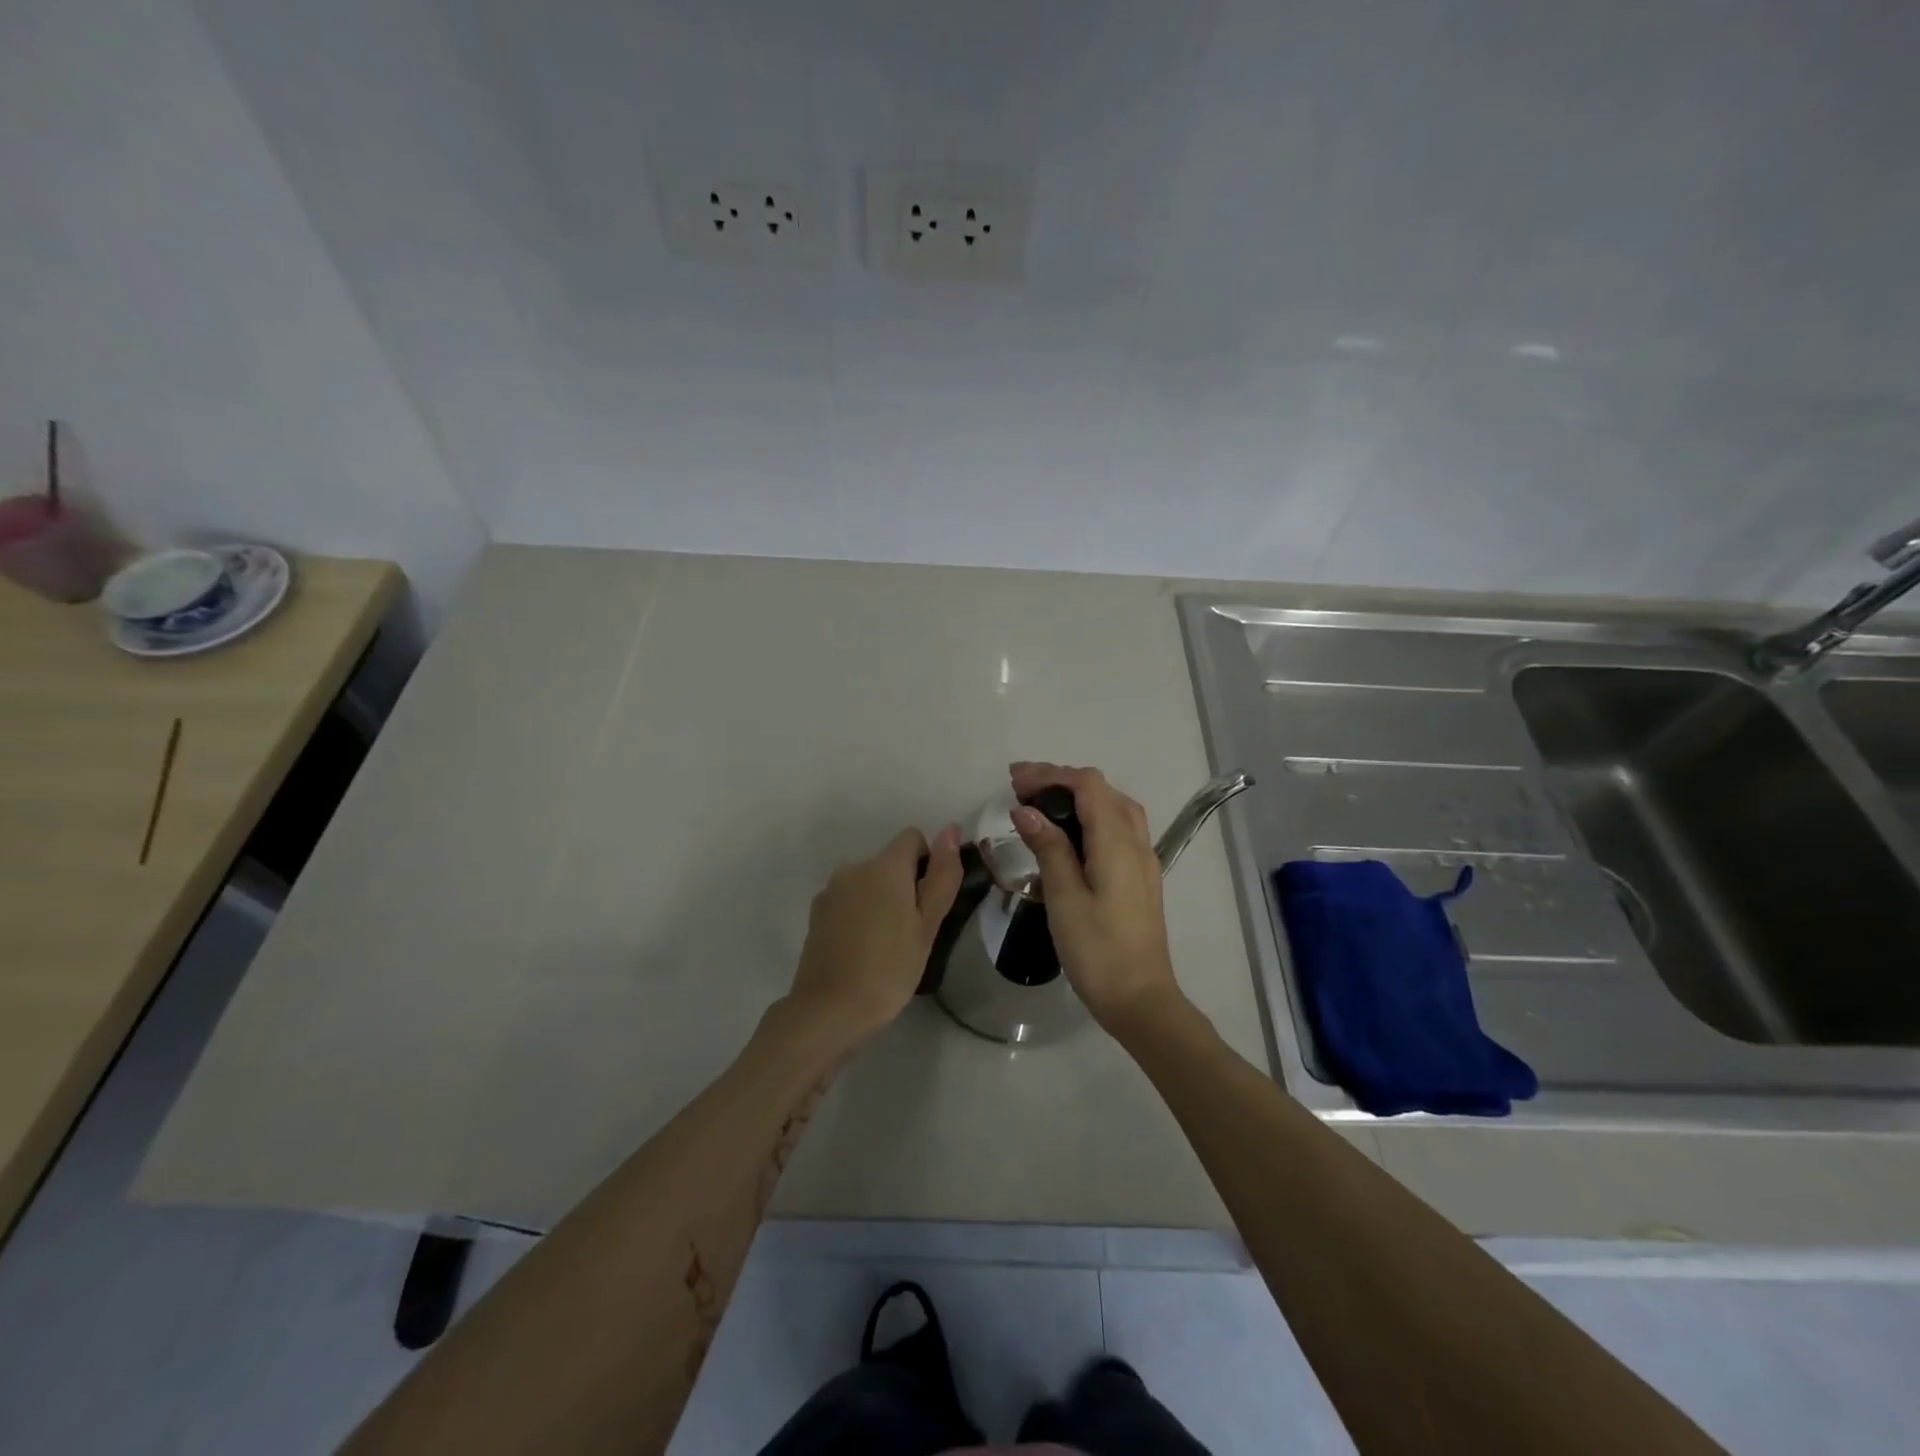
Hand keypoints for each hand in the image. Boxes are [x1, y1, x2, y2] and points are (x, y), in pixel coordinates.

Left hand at [785, 824, 964, 1050]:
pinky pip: (849, 901)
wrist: (829, 1010)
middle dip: (904, 886)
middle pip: (889, 863)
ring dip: (881, 901)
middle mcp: (853, 868)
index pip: (912, 838)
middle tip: (913, 932)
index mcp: (884, 866)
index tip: (929, 902)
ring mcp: (831, 891)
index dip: (928, 862)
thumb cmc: (890, 968)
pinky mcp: (817, 914)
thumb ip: (942, 874)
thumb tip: (951, 828)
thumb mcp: (928, 924)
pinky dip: (860, 915)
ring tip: (887, 945)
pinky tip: (863, 951)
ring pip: (868, 883)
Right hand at [1009, 762, 1186, 1035]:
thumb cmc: (1097, 951)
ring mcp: (1142, 860)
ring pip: (1114, 808)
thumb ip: (1048, 848)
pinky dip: (1091, 816)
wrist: (1140, 999)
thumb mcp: (1064, 898)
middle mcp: (1136, 842)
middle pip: (1102, 790)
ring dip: (1078, 797)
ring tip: (1040, 805)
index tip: (1014, 781)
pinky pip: (1118, 828)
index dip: (1050, 774)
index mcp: (1117, 842)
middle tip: (1019, 789)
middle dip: (1061, 781)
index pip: (1087, 784)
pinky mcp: (1140, 877)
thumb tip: (1025, 810)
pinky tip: (1068, 835)